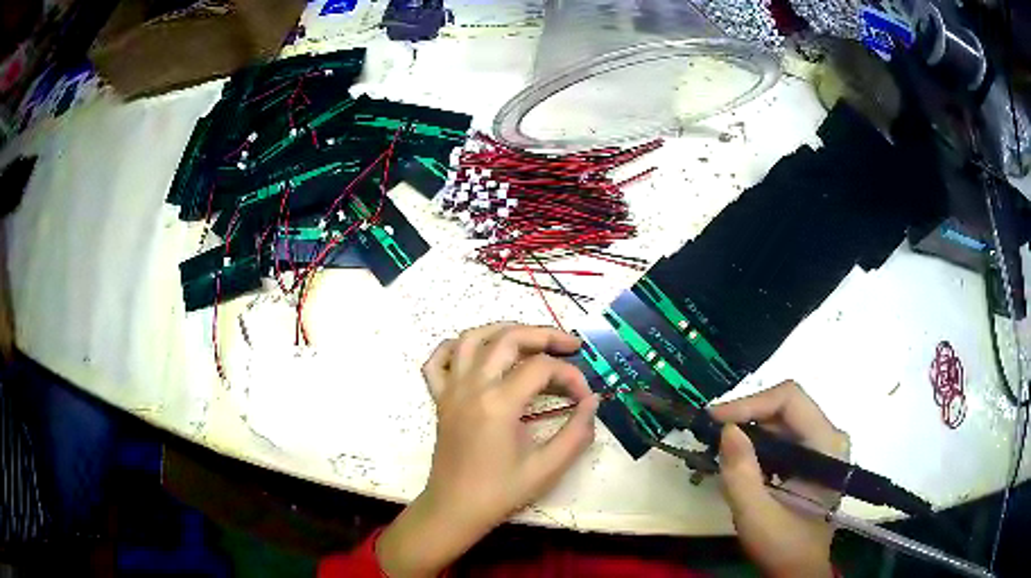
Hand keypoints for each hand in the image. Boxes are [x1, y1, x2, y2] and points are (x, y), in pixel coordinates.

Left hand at [377, 323, 598, 576]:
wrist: (455, 509)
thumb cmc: (500, 492)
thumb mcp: (547, 468)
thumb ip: (576, 433)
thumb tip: (592, 401)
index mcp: (498, 404)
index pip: (542, 369)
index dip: (571, 377)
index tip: (585, 398)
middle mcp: (472, 387)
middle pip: (508, 339)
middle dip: (545, 335)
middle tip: (571, 345)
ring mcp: (451, 390)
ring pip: (471, 338)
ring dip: (503, 330)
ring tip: (530, 338)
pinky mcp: (440, 399)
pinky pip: (438, 361)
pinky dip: (455, 347)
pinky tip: (476, 353)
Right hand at [709, 380, 847, 577]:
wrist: (799, 571)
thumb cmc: (783, 545)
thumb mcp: (756, 515)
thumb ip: (741, 473)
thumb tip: (727, 429)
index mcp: (826, 445)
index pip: (789, 399)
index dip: (750, 403)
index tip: (715, 420)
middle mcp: (830, 437)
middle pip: (786, 407)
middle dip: (746, 417)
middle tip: (711, 433)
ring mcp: (823, 447)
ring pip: (783, 421)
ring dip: (750, 431)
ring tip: (720, 447)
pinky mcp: (813, 458)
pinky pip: (784, 438)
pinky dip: (758, 445)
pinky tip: (740, 461)